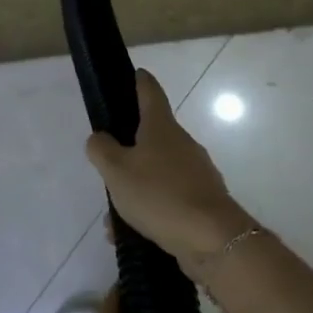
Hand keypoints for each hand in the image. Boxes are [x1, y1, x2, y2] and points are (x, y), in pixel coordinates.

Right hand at [85, 70, 251, 263]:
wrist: (212, 238)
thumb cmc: (159, 195)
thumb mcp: (117, 171)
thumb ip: (101, 150)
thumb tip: (100, 137)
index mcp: (161, 127)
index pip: (150, 91)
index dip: (139, 81)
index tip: (133, 74)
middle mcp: (182, 143)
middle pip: (152, 135)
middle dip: (129, 149)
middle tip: (107, 164)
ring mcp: (196, 171)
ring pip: (157, 172)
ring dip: (136, 187)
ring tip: (113, 216)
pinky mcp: (203, 199)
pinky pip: (168, 197)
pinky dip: (150, 209)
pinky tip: (132, 233)